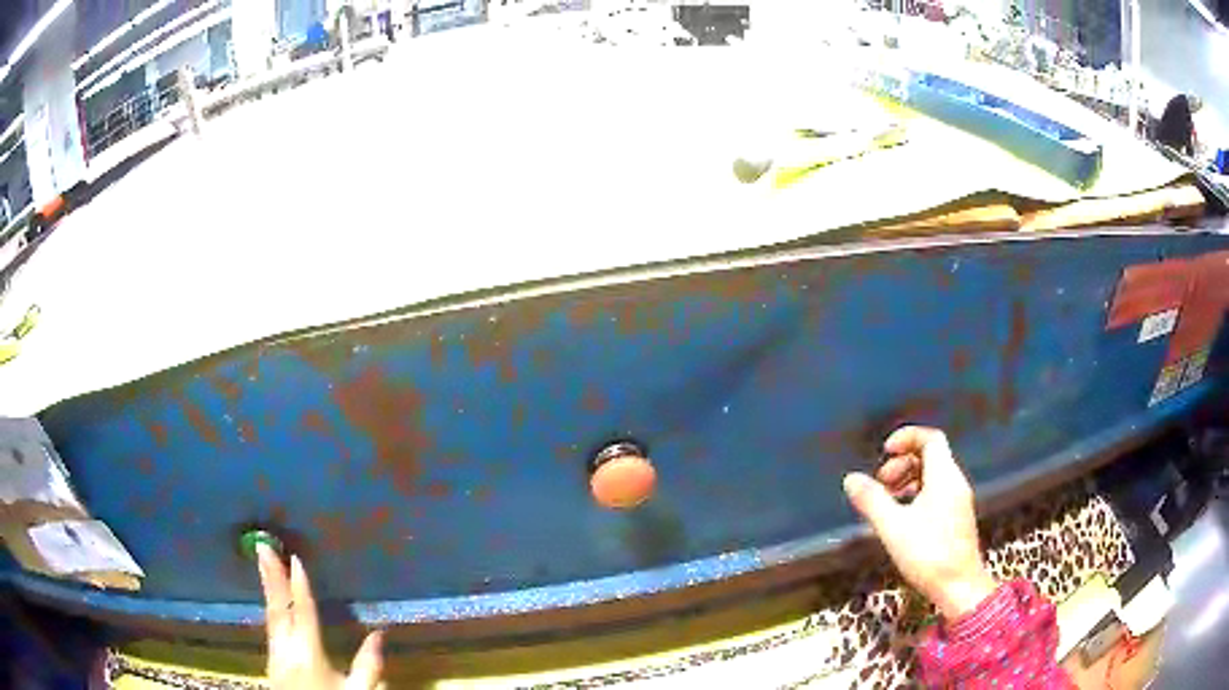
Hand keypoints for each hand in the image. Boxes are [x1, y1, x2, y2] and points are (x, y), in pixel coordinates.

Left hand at [257, 545, 384, 688]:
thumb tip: (380, 634)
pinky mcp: (271, 663)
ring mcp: (274, 656)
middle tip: (263, 546)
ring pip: (269, 616)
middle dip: (271, 577)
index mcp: (308, 654)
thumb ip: (369, 666)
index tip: (296, 558)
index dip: (299, 585)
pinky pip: (270, 627)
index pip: (302, 612)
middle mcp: (284, 650)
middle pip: (277, 608)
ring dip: (268, 589)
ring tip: (265, 565)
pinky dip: (271, 608)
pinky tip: (272, 603)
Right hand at [842, 426, 996, 620]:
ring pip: (932, 476)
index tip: (884, 452)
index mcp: (945, 476)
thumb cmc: (928, 554)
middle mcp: (955, 482)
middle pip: (930, 456)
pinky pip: (936, 493)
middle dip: (902, 463)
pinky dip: (916, 495)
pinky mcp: (956, 518)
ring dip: (907, 480)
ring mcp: (958, 501)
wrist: (959, 587)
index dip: (907, 437)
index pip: (931, 438)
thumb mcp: (893, 528)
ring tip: (886, 503)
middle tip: (880, 484)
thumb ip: (872, 501)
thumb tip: (851, 478)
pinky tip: (901, 519)